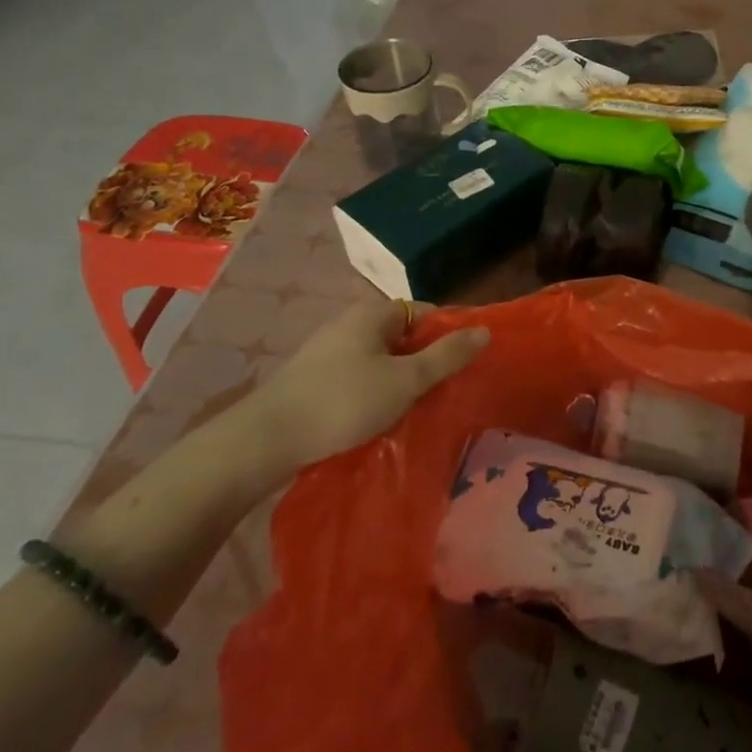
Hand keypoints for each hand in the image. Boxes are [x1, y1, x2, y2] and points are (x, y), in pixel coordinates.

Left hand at [233, 298, 488, 492]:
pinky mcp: (313, 379)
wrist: (266, 439)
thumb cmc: (344, 401)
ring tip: (417, 407)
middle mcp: (349, 323)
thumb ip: (446, 356)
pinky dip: (375, 391)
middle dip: (425, 359)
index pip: (424, 311)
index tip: (463, 363)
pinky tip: (380, 417)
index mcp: (372, 314)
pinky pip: (359, 376)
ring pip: (380, 359)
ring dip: (400, 379)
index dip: (448, 333)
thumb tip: (484, 331)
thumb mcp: (406, 380)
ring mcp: (327, 351)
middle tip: (444, 389)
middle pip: (402, 335)